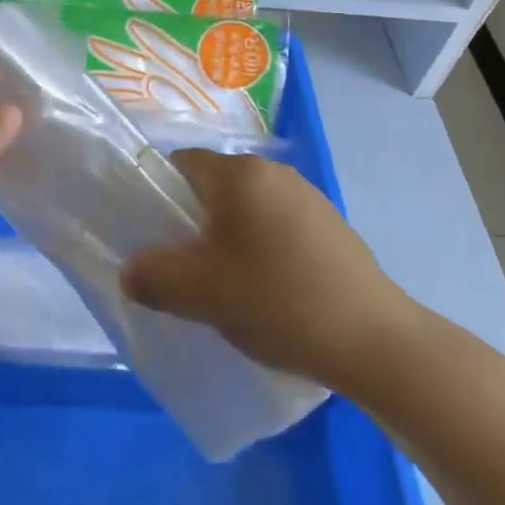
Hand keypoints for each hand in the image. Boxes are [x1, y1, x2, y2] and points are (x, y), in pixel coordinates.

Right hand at [121, 149, 417, 387]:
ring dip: (230, 237)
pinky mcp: (330, 223)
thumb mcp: (203, 295)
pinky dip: (263, 247)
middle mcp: (274, 172)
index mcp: (240, 174)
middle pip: (214, 186)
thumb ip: (154, 278)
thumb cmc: (279, 301)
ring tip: (230, 284)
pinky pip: (278, 223)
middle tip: (188, 267)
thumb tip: (130, 271)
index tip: (158, 237)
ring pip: (247, 207)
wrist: (374, 340)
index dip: (160, 196)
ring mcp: (307, 195)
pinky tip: (271, 289)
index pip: (181, 164)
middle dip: (195, 222)